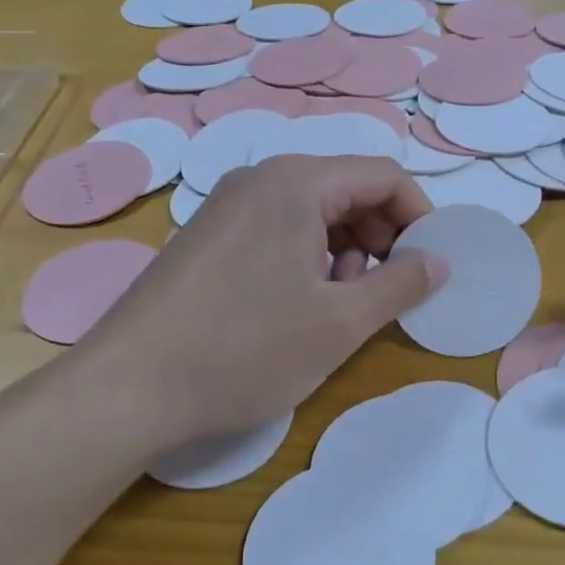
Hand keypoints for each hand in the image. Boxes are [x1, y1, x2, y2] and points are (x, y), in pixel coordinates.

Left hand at [71, 156, 447, 451]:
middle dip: (382, 234)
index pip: (383, 176)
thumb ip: (400, 285)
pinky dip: (306, 255)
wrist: (126, 389)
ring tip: (340, 302)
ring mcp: (226, 205)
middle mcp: (259, 179)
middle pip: (347, 188)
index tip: (429, 266)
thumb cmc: (244, 350)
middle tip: (385, 289)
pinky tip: (297, 304)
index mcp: (296, 183)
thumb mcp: (339, 323)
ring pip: (311, 210)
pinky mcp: (206, 236)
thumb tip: (438, 261)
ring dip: (345, 248)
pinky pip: (276, 227)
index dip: (419, 217)